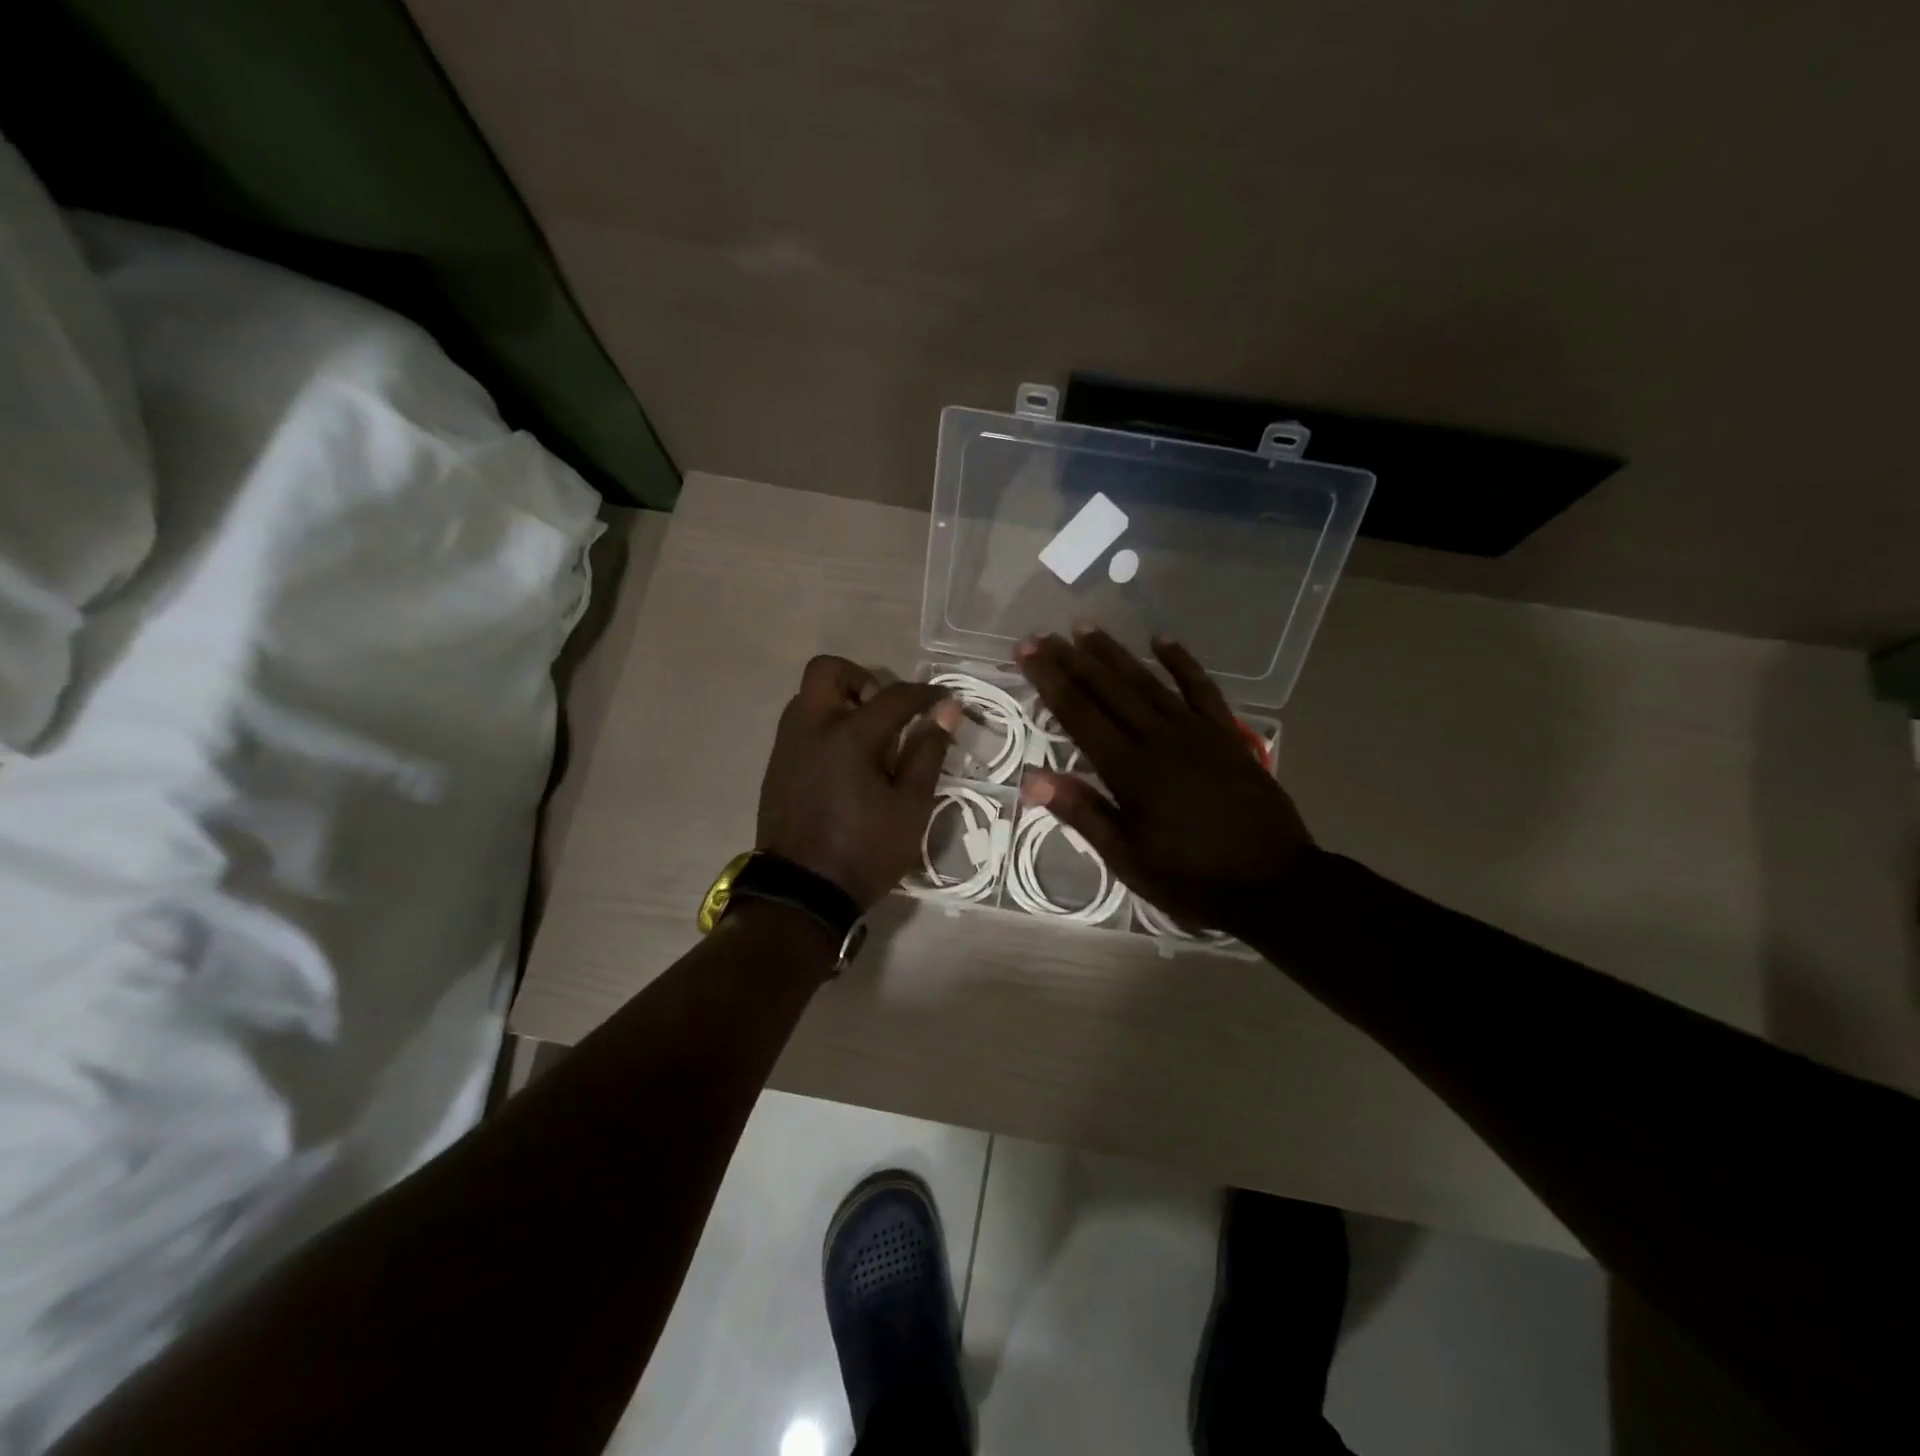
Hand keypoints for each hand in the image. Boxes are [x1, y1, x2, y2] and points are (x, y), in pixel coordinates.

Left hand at [757, 656, 960, 908]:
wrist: (802, 893)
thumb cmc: (865, 851)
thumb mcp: (911, 807)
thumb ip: (927, 752)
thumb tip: (946, 710)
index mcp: (848, 737)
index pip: (893, 696)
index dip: (924, 694)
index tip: (944, 700)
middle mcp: (810, 729)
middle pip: (827, 671)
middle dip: (861, 679)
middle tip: (885, 712)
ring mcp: (787, 746)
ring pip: (809, 696)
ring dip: (840, 702)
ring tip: (868, 741)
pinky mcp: (776, 766)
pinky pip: (800, 725)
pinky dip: (825, 727)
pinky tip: (845, 764)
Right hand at [1014, 626, 1313, 938]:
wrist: (1275, 882)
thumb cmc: (1192, 878)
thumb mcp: (1128, 859)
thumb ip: (1083, 813)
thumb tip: (1032, 780)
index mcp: (1130, 770)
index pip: (1079, 714)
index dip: (1050, 680)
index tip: (1027, 652)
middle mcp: (1159, 738)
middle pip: (1108, 689)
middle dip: (1071, 660)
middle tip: (1042, 634)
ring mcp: (1196, 731)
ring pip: (1147, 681)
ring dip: (1114, 653)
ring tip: (1086, 627)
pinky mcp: (1225, 734)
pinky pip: (1201, 688)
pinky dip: (1182, 662)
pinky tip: (1162, 641)